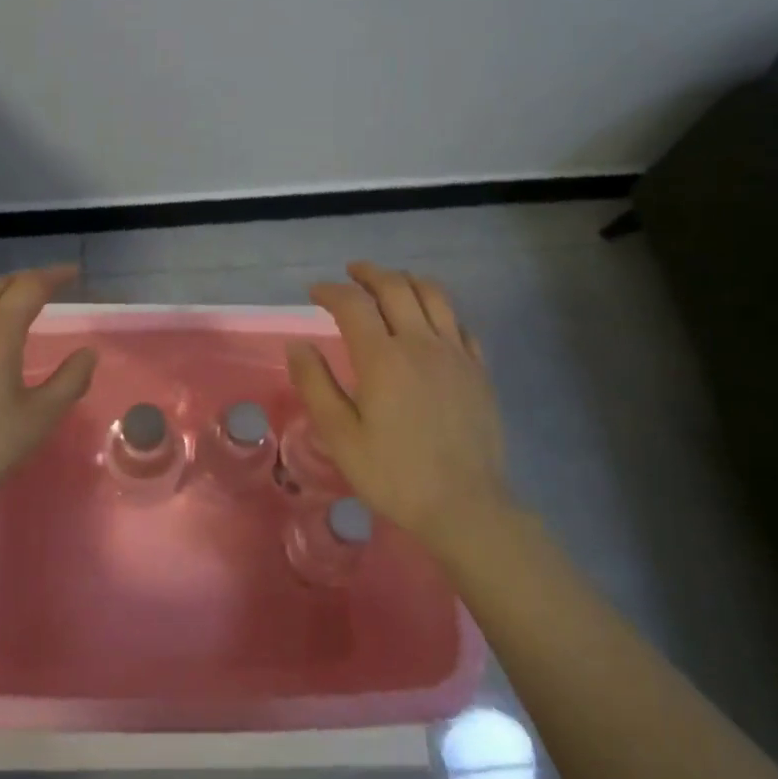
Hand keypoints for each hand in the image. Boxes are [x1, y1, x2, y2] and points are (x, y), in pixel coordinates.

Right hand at [285, 262, 514, 559]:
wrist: (465, 505)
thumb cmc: (393, 474)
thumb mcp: (339, 435)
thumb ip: (316, 384)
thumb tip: (298, 344)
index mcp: (383, 358)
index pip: (353, 305)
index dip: (331, 291)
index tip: (314, 292)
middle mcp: (421, 343)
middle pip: (396, 287)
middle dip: (369, 274)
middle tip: (351, 273)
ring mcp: (456, 354)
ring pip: (434, 295)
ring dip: (407, 280)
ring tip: (391, 282)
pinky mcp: (479, 370)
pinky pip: (460, 323)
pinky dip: (440, 309)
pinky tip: (431, 320)